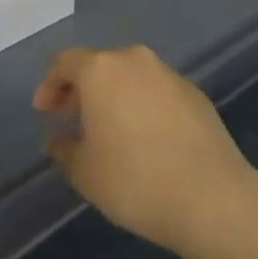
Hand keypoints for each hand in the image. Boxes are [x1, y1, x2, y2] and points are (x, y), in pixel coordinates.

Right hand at [32, 45, 257, 254]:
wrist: (212, 197)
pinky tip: (145, 139)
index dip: (49, 85)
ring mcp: (168, 74)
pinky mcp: (194, 93)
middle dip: (81, 90)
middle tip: (72, 119)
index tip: (44, 112)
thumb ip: (64, 149)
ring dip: (113, 96)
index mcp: (100, 70)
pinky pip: (156, 92)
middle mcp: (133, 60)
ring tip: (109, 131)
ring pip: (129, 76)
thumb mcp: (84, 173)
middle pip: (98, 65)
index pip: (64, 63)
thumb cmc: (135, 180)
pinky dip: (142, 105)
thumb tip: (59, 139)